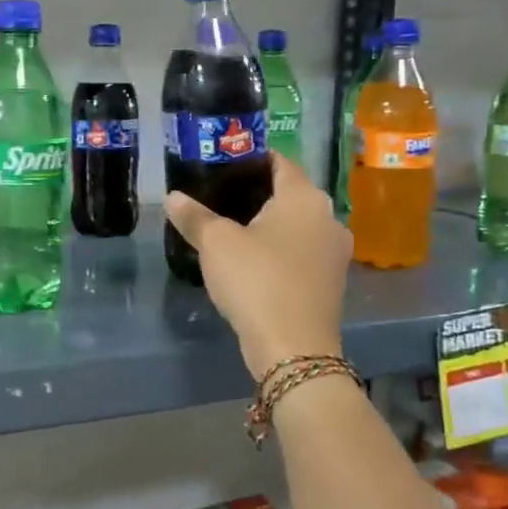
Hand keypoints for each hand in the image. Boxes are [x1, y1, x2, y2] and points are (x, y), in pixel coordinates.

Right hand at [165, 152, 350, 379]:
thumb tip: (173, 197)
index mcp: (304, 197)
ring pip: (297, 225)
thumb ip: (194, 216)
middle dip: (257, 193)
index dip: (251, 158)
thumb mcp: (215, 244)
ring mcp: (334, 251)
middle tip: (219, 197)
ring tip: (232, 230)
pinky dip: (280, 250)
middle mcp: (328, 217)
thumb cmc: (256, 281)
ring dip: (270, 225)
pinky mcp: (331, 281)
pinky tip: (253, 262)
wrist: (293, 349)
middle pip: (289, 193)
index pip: (280, 161)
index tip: (223, 165)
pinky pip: (302, 252)